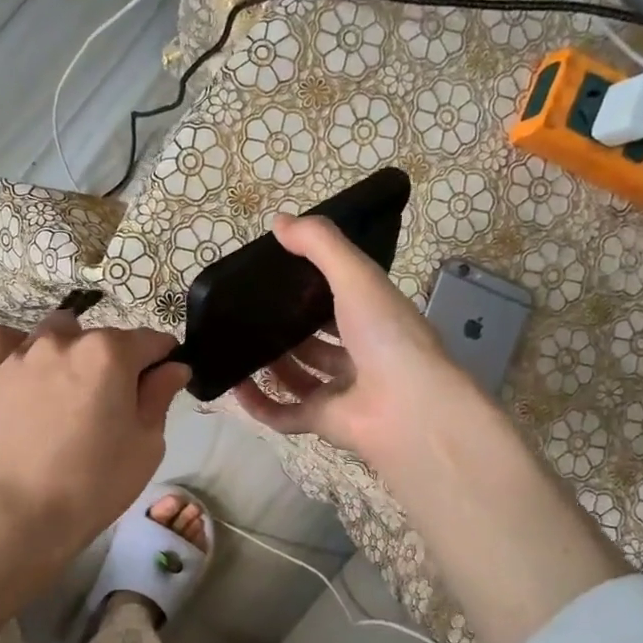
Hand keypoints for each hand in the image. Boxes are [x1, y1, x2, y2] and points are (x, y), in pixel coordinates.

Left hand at [0, 314, 189, 642]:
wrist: (17, 517)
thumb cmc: (94, 485)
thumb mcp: (146, 445)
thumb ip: (160, 396)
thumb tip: (173, 367)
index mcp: (110, 353)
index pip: (151, 341)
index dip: (163, 360)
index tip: (161, 383)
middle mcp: (65, 340)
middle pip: (103, 338)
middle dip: (116, 361)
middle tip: (112, 405)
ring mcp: (21, 354)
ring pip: (56, 333)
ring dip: (71, 351)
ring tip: (68, 391)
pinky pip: (5, 341)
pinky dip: (19, 348)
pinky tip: (27, 373)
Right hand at [228, 214, 483, 478]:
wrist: (407, 406)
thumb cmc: (386, 334)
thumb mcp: (356, 276)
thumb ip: (319, 245)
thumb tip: (278, 221)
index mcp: (374, 318)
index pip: (341, 299)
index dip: (313, 288)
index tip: (278, 275)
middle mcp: (359, 355)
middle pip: (317, 341)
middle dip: (287, 330)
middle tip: (248, 314)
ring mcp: (341, 391)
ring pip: (299, 377)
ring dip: (270, 365)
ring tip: (237, 346)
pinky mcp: (323, 422)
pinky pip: (284, 414)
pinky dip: (259, 404)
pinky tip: (235, 386)